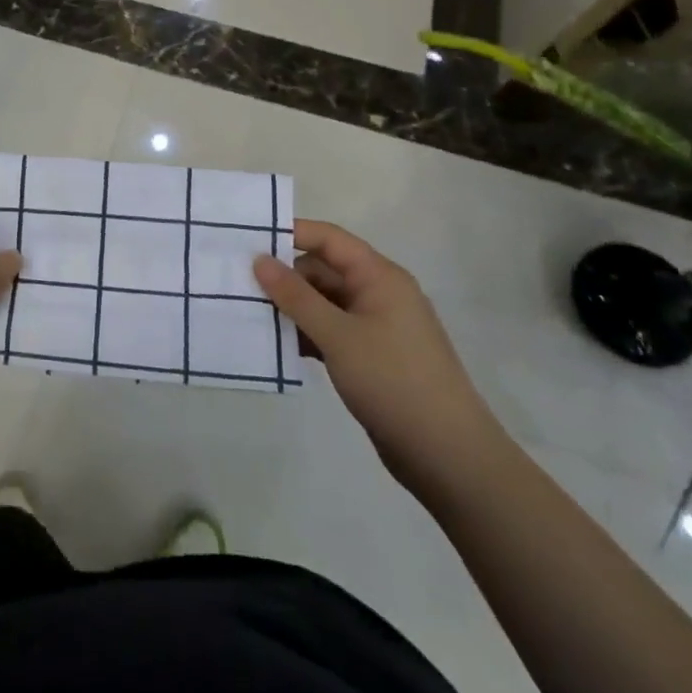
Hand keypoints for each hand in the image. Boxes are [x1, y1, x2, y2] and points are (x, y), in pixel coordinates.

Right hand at [254, 220, 502, 490]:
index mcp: (380, 277)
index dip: (290, 234)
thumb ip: (296, 296)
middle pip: (324, 269)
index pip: (329, 238)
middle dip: (285, 276)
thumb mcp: (338, 336)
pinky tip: (277, 346)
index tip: (248, 241)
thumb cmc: (394, 382)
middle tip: (241, 285)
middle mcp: (379, 294)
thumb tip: (259, 259)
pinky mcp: (371, 357)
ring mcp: (376, 327)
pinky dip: (306, 334)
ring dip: (292, 308)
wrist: (450, 458)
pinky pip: (331, 331)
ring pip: (324, 302)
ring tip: (250, 315)